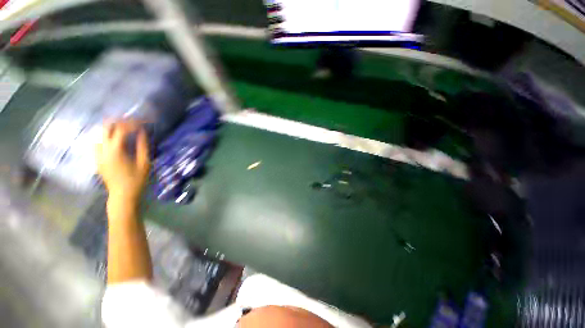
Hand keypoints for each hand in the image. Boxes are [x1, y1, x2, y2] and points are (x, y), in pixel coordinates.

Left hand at [95, 121, 149, 201]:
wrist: (122, 195)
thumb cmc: (137, 180)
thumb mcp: (144, 163)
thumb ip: (142, 146)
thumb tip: (142, 132)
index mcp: (116, 150)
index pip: (121, 129)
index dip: (132, 123)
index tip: (143, 122)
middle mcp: (103, 150)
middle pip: (106, 127)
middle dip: (119, 121)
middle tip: (132, 121)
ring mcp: (98, 154)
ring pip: (100, 133)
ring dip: (112, 128)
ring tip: (124, 127)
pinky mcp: (97, 159)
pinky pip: (98, 142)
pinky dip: (106, 136)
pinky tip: (114, 139)